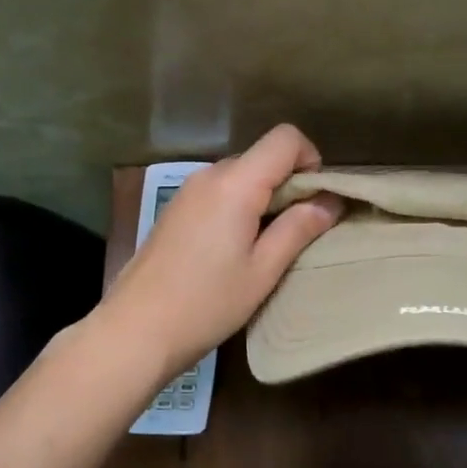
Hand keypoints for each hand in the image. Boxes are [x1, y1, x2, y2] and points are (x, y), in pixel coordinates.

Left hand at [96, 124, 343, 380]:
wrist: (135, 330)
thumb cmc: (207, 303)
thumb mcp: (263, 271)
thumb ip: (299, 228)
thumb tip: (331, 201)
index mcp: (235, 183)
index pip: (285, 138)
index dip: (310, 160)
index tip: (317, 200)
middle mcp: (209, 175)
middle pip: (262, 156)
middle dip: (289, 183)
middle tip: (299, 231)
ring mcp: (187, 191)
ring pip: (241, 175)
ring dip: (264, 198)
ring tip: (267, 245)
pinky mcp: (175, 209)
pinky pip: (219, 191)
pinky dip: (239, 206)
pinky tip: (235, 249)